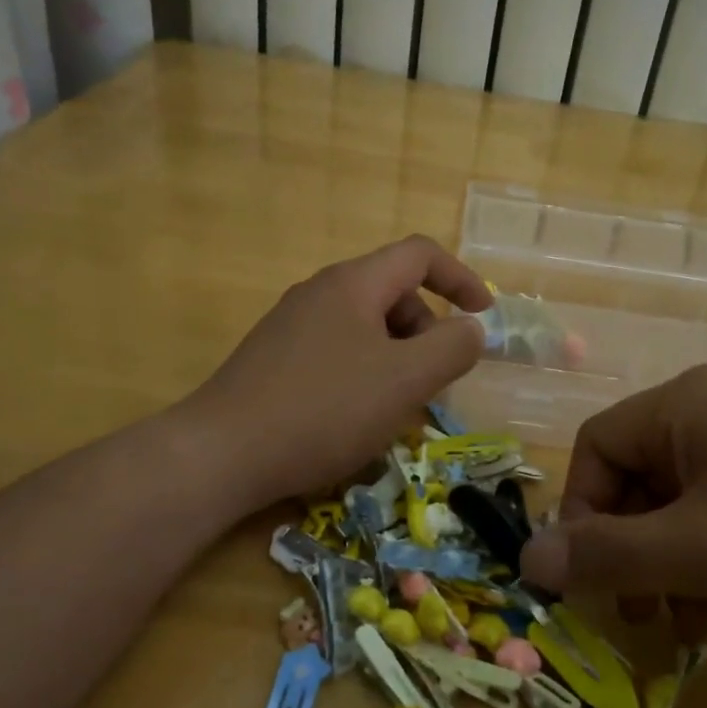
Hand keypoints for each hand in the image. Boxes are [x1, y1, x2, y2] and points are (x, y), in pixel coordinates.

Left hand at [183, 236, 491, 509]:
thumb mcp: (405, 380)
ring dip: (398, 356)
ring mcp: (292, 326)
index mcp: (353, 284)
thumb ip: (452, 348)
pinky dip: (365, 372)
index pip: (420, 255)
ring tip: (398, 406)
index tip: (484, 316)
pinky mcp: (274, 359)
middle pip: (393, 292)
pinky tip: (356, 417)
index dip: (461, 278)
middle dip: (427, 330)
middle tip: (435, 380)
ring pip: (365, 327)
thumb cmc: (325, 409)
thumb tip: (471, 330)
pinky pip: (337, 351)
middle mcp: (320, 293)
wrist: (222, 453)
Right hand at [520, 365, 706, 632]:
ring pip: (688, 495)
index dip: (582, 514)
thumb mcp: (703, 551)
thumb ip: (608, 555)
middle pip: (641, 474)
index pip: (596, 447)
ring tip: (702, 622)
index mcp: (685, 404)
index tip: (597, 581)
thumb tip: (527, 558)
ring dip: (679, 560)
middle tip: (649, 616)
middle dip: (634, 549)